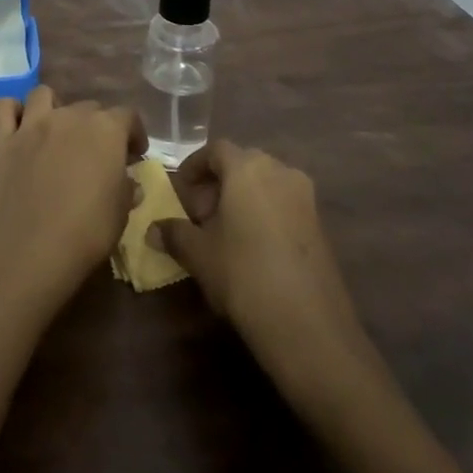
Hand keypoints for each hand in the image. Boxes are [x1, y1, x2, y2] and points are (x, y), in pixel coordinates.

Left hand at [0, 86, 146, 312]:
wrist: (30, 252)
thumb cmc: (86, 233)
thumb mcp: (121, 213)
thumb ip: (126, 189)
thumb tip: (129, 181)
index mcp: (106, 130)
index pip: (128, 116)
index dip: (134, 133)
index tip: (134, 154)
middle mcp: (70, 116)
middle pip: (88, 107)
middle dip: (96, 126)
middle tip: (95, 154)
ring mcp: (32, 125)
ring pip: (44, 95)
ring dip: (54, 108)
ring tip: (55, 132)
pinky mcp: (1, 140)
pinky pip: (3, 108)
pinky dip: (12, 112)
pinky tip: (18, 128)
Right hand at [150, 139, 366, 394]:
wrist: (307, 323)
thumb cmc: (243, 274)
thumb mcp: (199, 254)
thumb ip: (174, 234)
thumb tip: (152, 229)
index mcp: (248, 167)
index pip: (216, 150)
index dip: (194, 166)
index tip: (180, 190)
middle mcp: (280, 170)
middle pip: (242, 164)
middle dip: (218, 184)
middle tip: (199, 215)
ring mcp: (304, 195)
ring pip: (265, 184)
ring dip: (241, 198)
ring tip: (224, 233)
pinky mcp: (319, 222)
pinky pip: (283, 203)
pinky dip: (263, 213)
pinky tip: (251, 247)